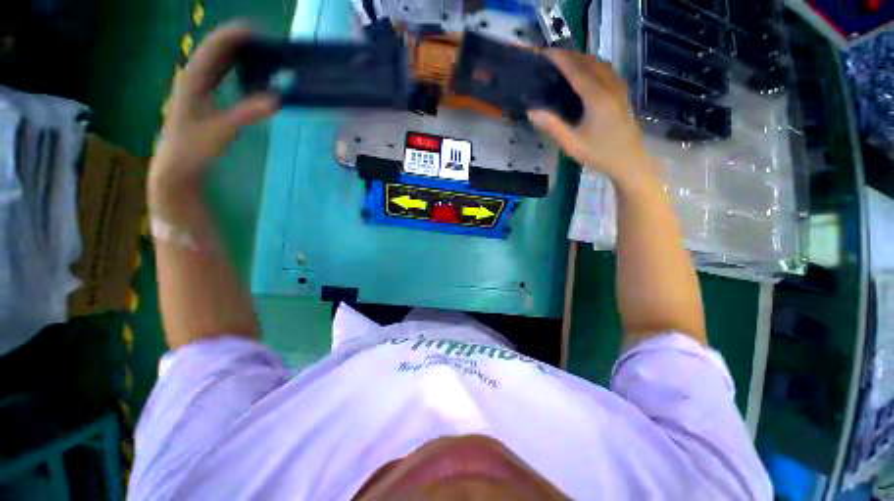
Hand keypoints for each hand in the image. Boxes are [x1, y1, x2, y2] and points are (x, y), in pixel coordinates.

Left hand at [149, 22, 277, 193]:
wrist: (178, 165)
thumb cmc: (194, 148)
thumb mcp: (222, 131)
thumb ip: (248, 113)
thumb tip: (277, 99)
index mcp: (193, 79)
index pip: (213, 48)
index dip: (233, 36)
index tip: (257, 31)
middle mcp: (194, 77)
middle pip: (216, 50)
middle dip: (239, 42)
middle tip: (267, 43)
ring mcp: (198, 87)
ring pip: (219, 61)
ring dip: (239, 55)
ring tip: (263, 54)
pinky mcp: (205, 97)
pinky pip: (222, 75)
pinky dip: (237, 70)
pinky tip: (251, 74)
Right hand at [528, 51, 654, 187]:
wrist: (629, 161)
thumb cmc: (599, 154)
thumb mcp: (572, 144)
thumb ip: (553, 126)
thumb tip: (532, 111)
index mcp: (597, 97)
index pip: (576, 70)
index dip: (561, 59)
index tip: (545, 53)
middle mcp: (610, 87)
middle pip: (589, 62)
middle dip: (570, 56)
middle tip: (551, 59)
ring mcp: (619, 89)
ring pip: (601, 64)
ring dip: (583, 59)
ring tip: (566, 63)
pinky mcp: (622, 94)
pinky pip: (607, 71)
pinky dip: (594, 66)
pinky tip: (586, 74)